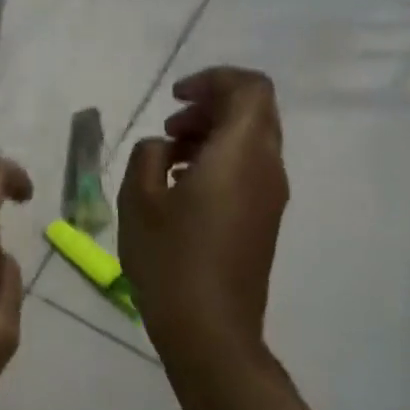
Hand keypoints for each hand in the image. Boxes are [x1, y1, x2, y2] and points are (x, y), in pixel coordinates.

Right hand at [119, 68, 319, 409]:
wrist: (210, 330)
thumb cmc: (170, 259)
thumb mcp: (139, 199)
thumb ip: (148, 156)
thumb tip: (164, 148)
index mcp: (241, 154)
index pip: (250, 89)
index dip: (213, 80)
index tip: (174, 97)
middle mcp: (267, 168)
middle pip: (253, 112)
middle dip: (210, 107)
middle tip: (169, 128)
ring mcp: (271, 196)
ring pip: (251, 141)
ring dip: (212, 135)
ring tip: (168, 157)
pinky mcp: (264, 219)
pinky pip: (248, 169)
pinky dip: (218, 160)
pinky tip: (181, 186)